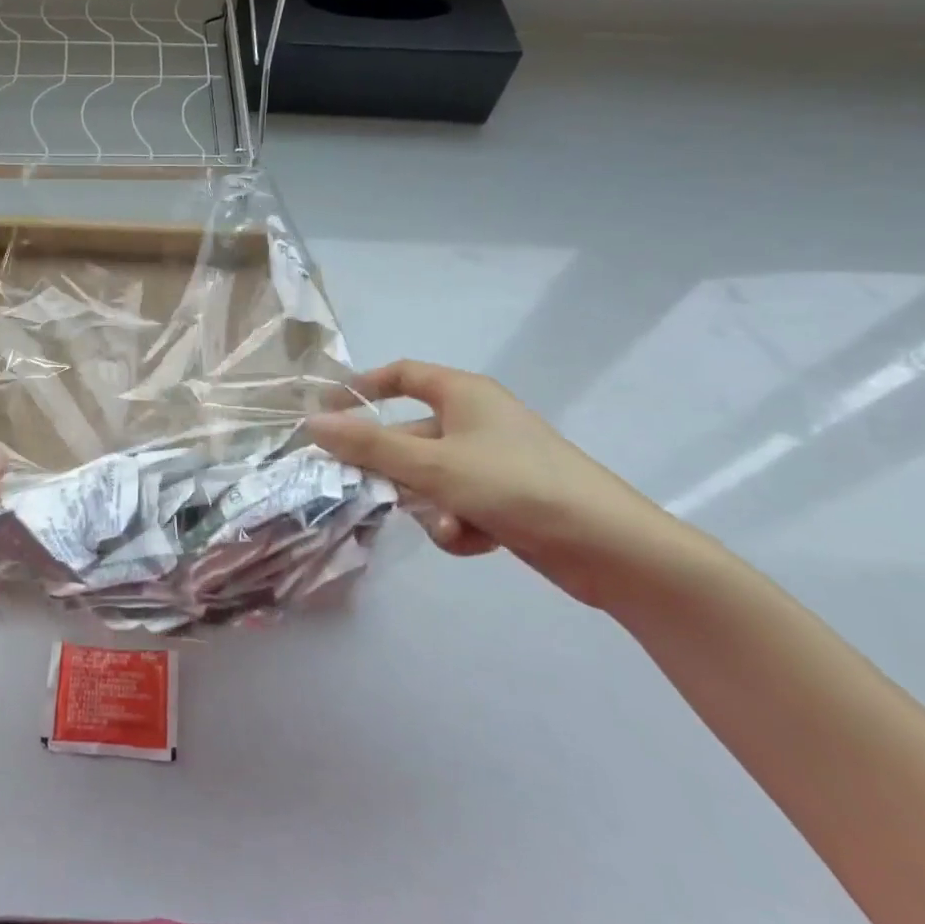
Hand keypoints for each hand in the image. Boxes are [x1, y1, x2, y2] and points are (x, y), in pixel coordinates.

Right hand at [307, 361, 705, 608]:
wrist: (612, 549)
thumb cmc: (516, 487)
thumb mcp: (433, 465)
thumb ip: (369, 446)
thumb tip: (312, 425)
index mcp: (464, 394)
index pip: (402, 374)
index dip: (363, 388)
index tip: (328, 413)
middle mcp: (477, 420)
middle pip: (410, 434)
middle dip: (393, 468)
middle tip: (367, 490)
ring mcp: (494, 460)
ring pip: (430, 476)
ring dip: (428, 504)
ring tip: (448, 525)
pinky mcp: (507, 498)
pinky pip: (458, 502)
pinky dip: (458, 523)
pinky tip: (474, 540)